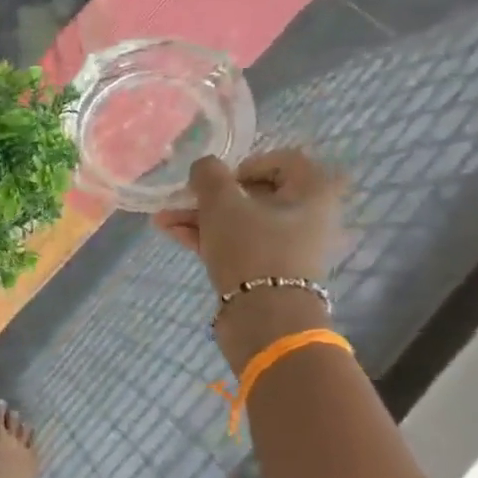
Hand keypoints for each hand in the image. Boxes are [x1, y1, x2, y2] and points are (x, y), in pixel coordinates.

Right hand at [154, 149, 345, 366]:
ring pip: (242, 220)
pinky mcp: (272, 270)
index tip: (217, 180)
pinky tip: (173, 234)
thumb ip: (208, 175)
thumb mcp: (222, 204)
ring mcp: (291, 246)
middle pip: (256, 193)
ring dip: (202, 217)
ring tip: (162, 220)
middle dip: (211, 196)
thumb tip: (204, 166)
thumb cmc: (251, 248)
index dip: (244, 164)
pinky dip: (211, 236)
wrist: (265, 318)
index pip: (283, 160)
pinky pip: (240, 243)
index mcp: (314, 191)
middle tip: (180, 200)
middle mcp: (310, 216)